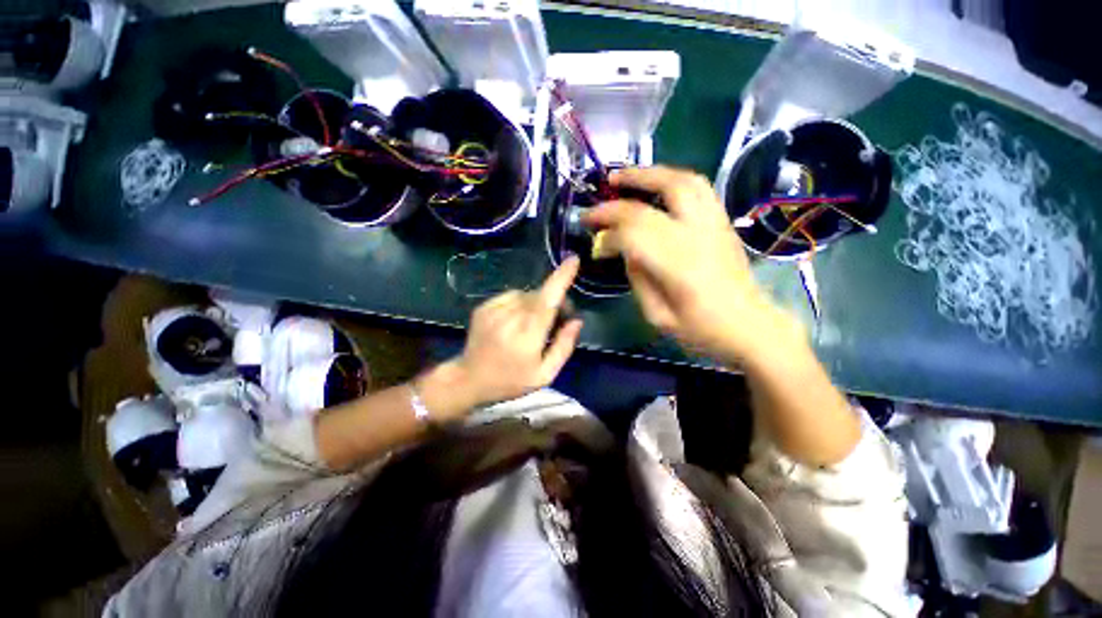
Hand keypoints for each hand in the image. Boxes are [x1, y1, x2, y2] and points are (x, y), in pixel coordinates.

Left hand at [422, 257, 583, 416]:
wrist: (469, 379)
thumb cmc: (511, 381)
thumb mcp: (544, 375)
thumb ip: (564, 346)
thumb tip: (577, 320)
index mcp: (527, 336)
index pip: (547, 300)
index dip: (561, 278)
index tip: (573, 260)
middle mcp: (509, 317)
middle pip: (540, 295)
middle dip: (555, 301)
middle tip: (558, 320)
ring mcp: (493, 309)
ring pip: (526, 294)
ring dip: (537, 303)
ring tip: (533, 324)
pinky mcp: (484, 306)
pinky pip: (511, 296)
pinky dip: (520, 304)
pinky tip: (516, 321)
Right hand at [584, 166, 798, 363]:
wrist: (750, 326)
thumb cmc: (701, 330)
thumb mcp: (657, 314)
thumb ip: (637, 277)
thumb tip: (623, 250)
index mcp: (679, 263)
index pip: (633, 231)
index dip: (607, 233)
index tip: (593, 241)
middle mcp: (698, 233)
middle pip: (657, 195)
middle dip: (622, 192)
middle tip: (600, 191)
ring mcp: (714, 222)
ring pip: (682, 180)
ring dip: (650, 173)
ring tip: (625, 176)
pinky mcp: (722, 221)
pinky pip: (698, 186)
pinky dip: (671, 179)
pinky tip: (655, 186)